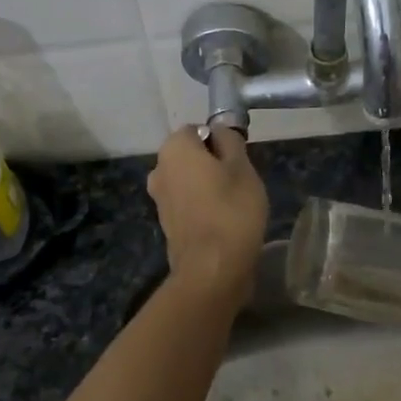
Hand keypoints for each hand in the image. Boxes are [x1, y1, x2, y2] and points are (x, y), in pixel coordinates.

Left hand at [146, 126, 268, 314]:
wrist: (212, 270)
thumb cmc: (231, 210)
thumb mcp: (242, 166)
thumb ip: (230, 140)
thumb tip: (219, 131)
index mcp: (174, 149)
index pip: (198, 130)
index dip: (220, 141)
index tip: (238, 160)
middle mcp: (159, 169)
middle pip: (191, 156)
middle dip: (213, 164)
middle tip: (240, 181)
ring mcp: (159, 200)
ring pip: (189, 181)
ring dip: (208, 187)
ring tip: (235, 205)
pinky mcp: (166, 225)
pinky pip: (187, 204)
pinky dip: (202, 208)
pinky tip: (224, 223)